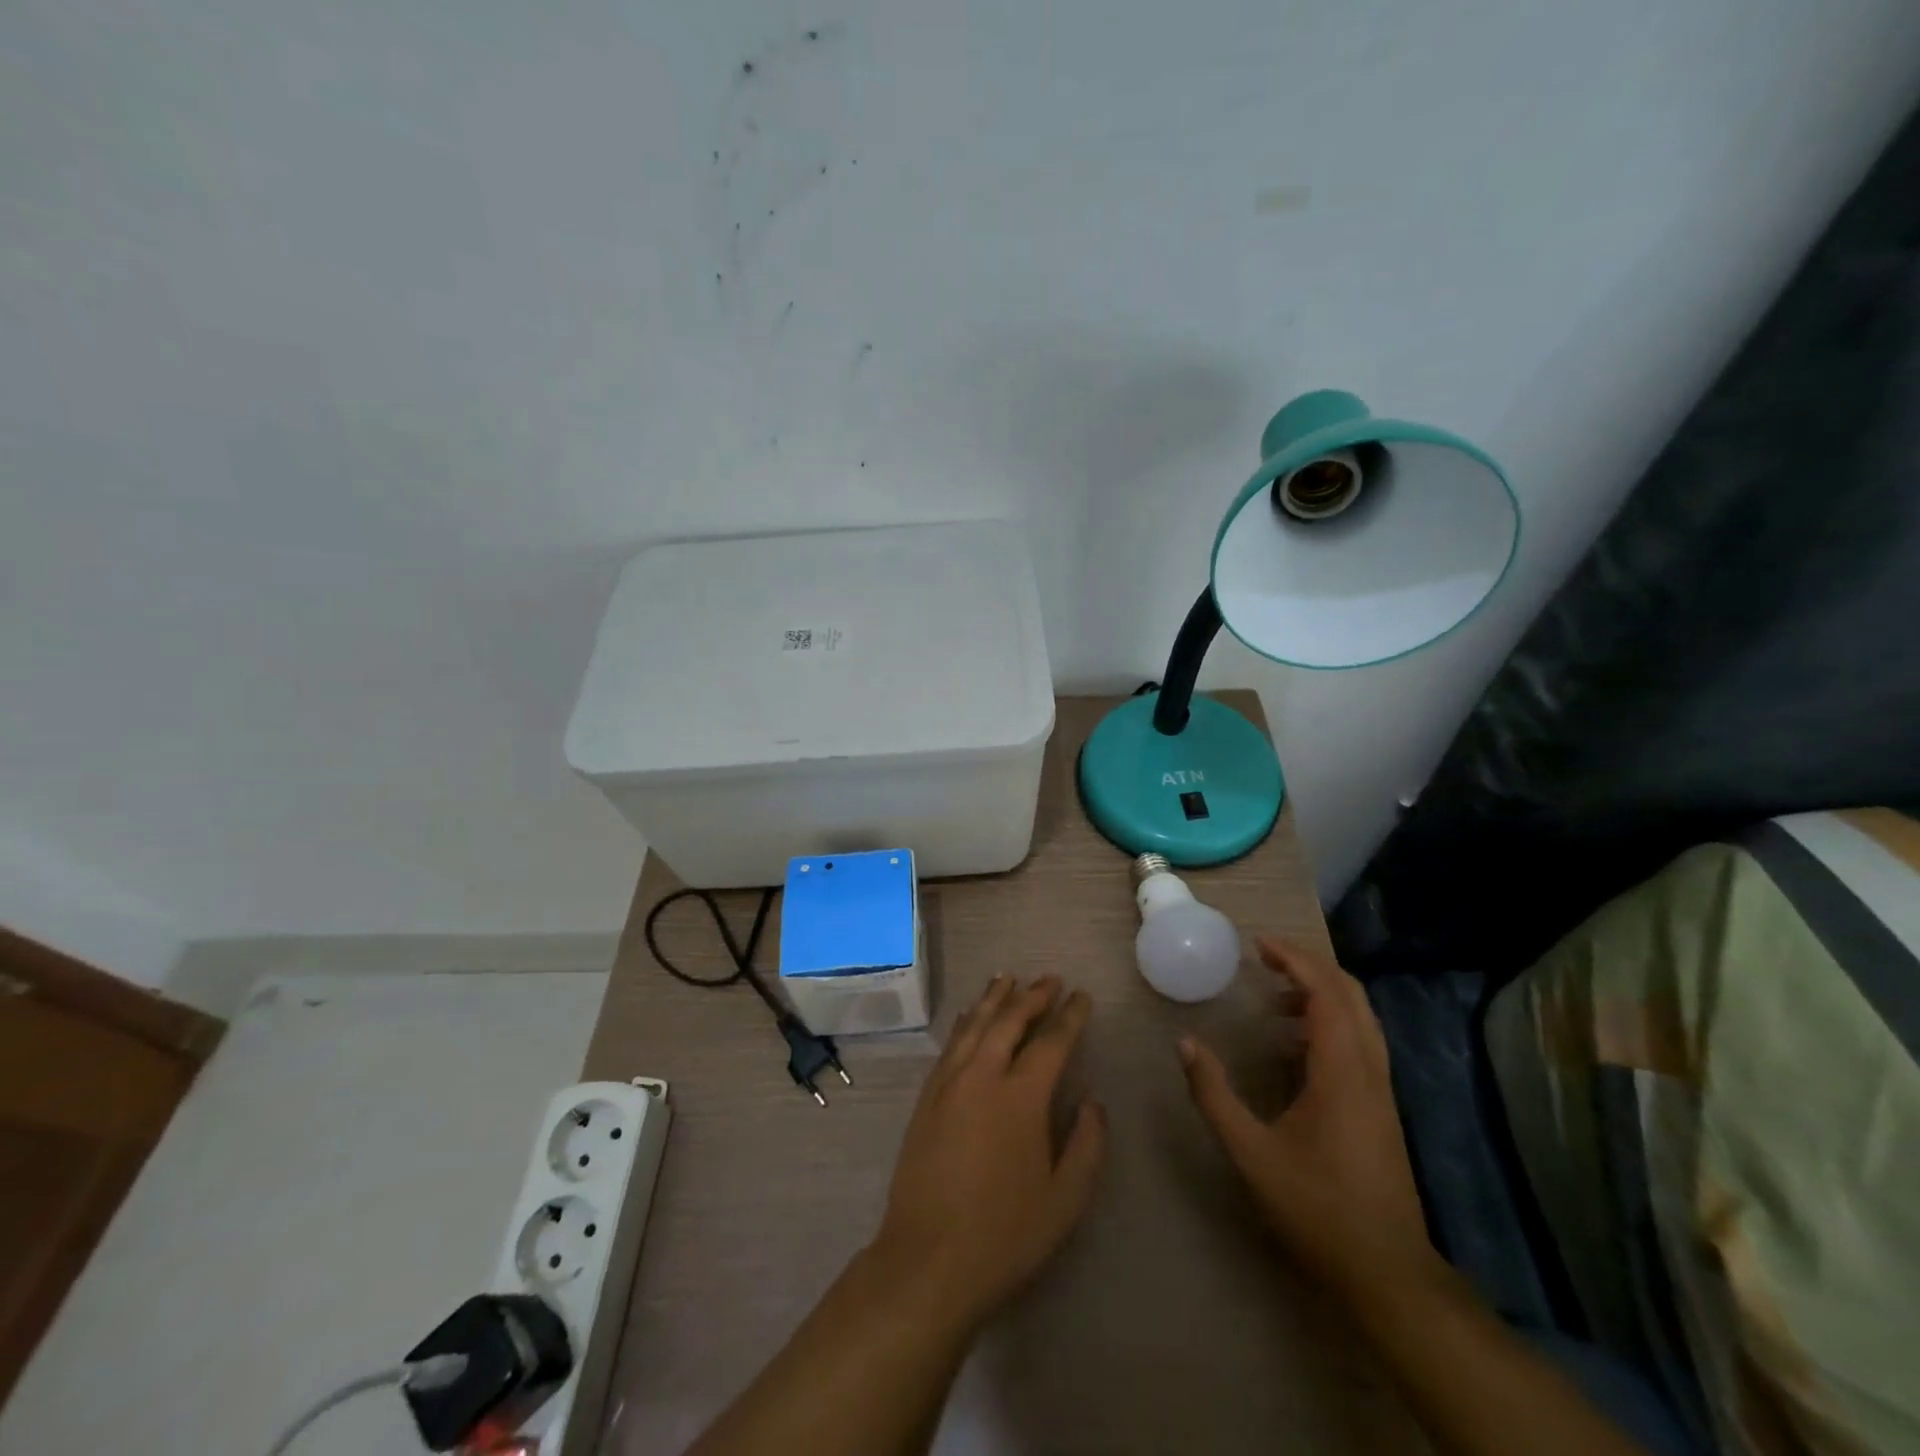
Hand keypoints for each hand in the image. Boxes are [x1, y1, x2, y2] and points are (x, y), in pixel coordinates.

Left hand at [866, 975, 1106, 1334]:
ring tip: (1009, 977)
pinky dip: (966, 1021)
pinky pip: (951, 1043)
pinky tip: (970, 1014)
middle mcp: (983, 1076)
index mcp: (1021, 1097)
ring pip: (975, 1024)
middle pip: (1009, 1020)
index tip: (1082, 996)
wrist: (927, 1261)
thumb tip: (1093, 1100)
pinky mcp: (927, 1097)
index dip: (1070, 1016)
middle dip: (1033, 996)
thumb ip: (1086, 1144)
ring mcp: (949, 1083)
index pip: (1051, 1041)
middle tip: (1050, 978)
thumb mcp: (1065, 1200)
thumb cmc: (1004, 1235)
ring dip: (995, 998)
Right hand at [1180, 939, 1434, 1305]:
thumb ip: (1214, 1095)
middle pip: (1350, 995)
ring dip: (1321, 993)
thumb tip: (1185, 1044)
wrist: (1388, 1273)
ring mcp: (1381, 1090)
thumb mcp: (1252, 1153)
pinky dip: (1330, 1021)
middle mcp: (1368, 1070)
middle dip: (1309, 967)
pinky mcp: (1381, 1108)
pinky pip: (1360, 1042)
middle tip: (1265, 959)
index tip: (1259, 943)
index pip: (1325, 993)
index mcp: (1341, 1072)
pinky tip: (1294, 1044)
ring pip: (1361, 1018)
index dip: (1294, 959)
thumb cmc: (1317, 1208)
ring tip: (1275, 996)